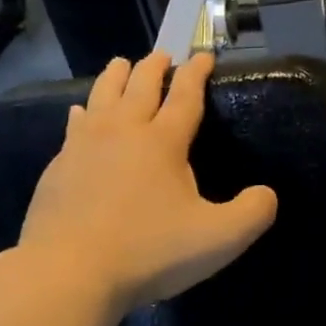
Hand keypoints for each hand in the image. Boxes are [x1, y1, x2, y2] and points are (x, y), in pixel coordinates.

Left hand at [18, 52, 277, 317]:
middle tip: (162, 55)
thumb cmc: (149, 252)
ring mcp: (84, 146)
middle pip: (140, 85)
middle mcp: (122, 131)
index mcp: (163, 142)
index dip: (196, 73)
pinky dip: (82, 112)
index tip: (203, 55)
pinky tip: (79, 114)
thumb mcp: (218, 240)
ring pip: (102, 96)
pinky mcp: (58, 166)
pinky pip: (74, 126)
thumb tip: (267, 194)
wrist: (70, 270)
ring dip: (115, 77)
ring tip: (121, 64)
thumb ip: (252, 214)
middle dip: (154, 67)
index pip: (185, 95)